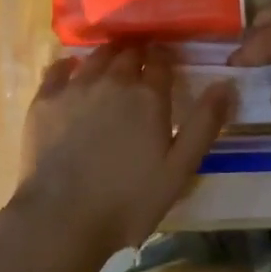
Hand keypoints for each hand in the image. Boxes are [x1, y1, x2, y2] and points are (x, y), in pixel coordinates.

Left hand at [11, 42, 231, 261]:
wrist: (61, 218)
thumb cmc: (128, 200)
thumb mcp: (179, 169)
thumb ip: (204, 124)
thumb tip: (225, 84)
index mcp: (148, 96)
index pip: (160, 60)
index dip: (164, 57)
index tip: (165, 61)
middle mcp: (113, 81)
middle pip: (128, 53)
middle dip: (137, 53)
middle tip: (140, 63)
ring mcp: (76, 87)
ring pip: (96, 56)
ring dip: (108, 55)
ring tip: (111, 63)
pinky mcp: (45, 100)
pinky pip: (58, 69)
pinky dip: (68, 66)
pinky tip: (70, 71)